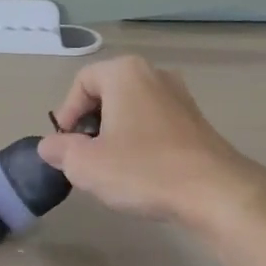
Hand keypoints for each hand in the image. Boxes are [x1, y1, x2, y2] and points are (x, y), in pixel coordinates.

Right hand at [37, 56, 265, 229]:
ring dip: (115, 135)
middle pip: (107, 94)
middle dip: (90, 125)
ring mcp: (180, 96)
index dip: (66, 114)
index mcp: (125, 73)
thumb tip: (50, 146)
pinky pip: (155, 123)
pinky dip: (140, 141)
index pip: (81, 83)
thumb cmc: (143, 170)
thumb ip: (60, 150)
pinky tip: (141, 172)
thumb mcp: (86, 165)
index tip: (65, 146)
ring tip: (111, 168)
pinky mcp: (196, 121)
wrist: (215, 192)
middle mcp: (154, 74)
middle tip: (84, 157)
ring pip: (132, 110)